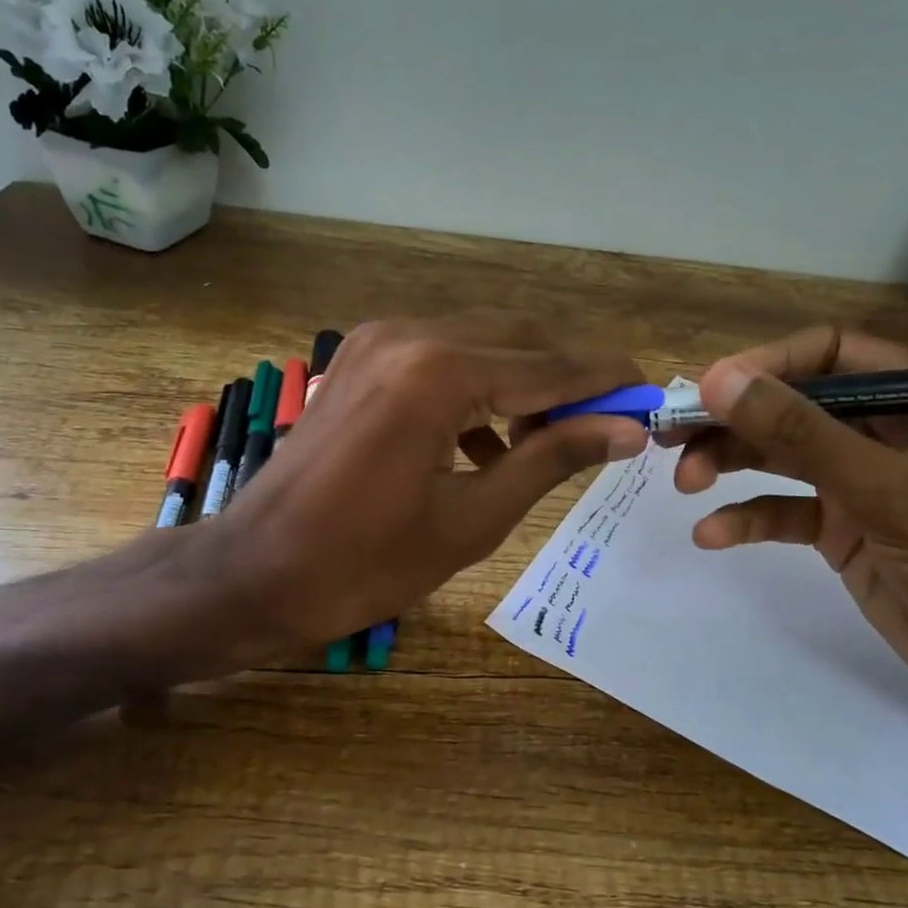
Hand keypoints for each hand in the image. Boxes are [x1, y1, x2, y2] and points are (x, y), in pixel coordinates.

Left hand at [192, 317, 646, 659]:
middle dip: (569, 383)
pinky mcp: (361, 358)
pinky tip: (488, 445)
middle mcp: (409, 335)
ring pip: (482, 345)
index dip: (607, 382)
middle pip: (519, 341)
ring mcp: (377, 340)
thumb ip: (553, 460)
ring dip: (524, 387)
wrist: (255, 572)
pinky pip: (442, 358)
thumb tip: (627, 430)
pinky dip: (477, 391)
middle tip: (608, 430)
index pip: (550, 366)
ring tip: (548, 448)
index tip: (653, 398)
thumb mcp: (473, 519)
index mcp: (438, 373)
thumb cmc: (364, 564)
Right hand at [675, 326, 907, 733]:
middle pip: (795, 406)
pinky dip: (748, 519)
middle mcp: (889, 430)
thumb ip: (799, 432)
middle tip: (672, 435)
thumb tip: (718, 381)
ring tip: (684, 482)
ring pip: (783, 456)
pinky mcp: (845, 527)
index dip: (767, 365)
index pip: (832, 354)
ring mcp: (864, 481)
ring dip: (731, 465)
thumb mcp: (882, 489)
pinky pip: (786, 510)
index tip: (708, 388)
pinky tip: (712, 535)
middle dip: (735, 421)